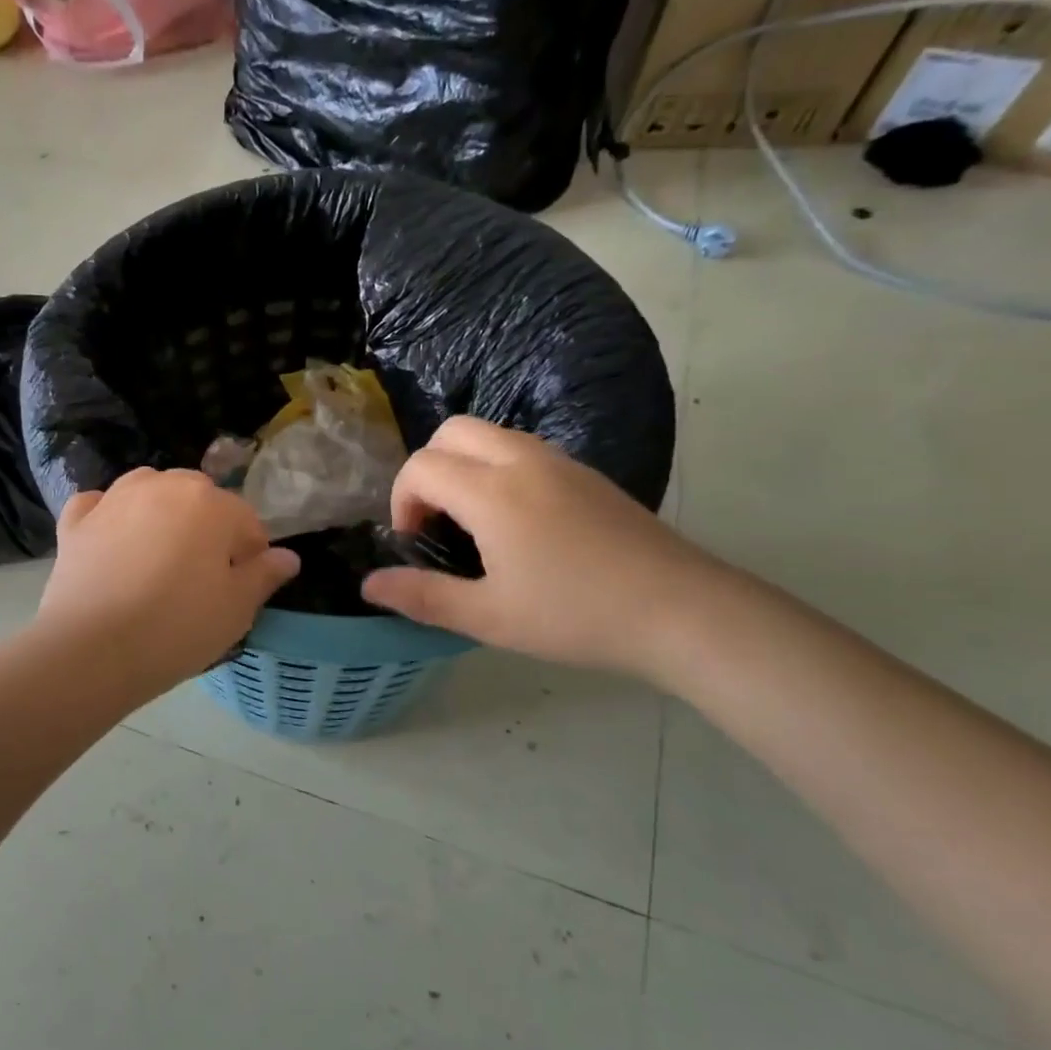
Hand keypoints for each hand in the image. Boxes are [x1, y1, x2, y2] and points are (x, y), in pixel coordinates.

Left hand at [37, 468, 299, 695]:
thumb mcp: (236, 609)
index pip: (246, 521)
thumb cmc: (177, 628)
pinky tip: (112, 539)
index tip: (243, 587)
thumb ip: (264, 576)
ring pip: (150, 490)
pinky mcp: (77, 521)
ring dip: (162, 512)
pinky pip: (100, 505)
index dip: (251, 555)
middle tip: (201, 578)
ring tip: (160, 555)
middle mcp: (163, 486)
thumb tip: (288, 557)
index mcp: (210, 503)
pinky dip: (110, 516)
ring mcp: (114, 499)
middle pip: (198, 498)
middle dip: (207, 528)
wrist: (92, 649)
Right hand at [360, 417, 716, 678]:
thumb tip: (368, 585)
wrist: (682, 610)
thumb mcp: (489, 617)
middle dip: (428, 469)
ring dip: (464, 465)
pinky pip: (523, 449)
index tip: (414, 544)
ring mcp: (561, 462)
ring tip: (474, 523)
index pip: (421, 466)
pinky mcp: (587, 474)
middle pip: (451, 431)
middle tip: (437, 522)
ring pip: (490, 435)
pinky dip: (498, 468)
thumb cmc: (575, 616)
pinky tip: (519, 523)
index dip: (402, 501)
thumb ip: (422, 597)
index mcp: (492, 492)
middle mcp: (523, 460)